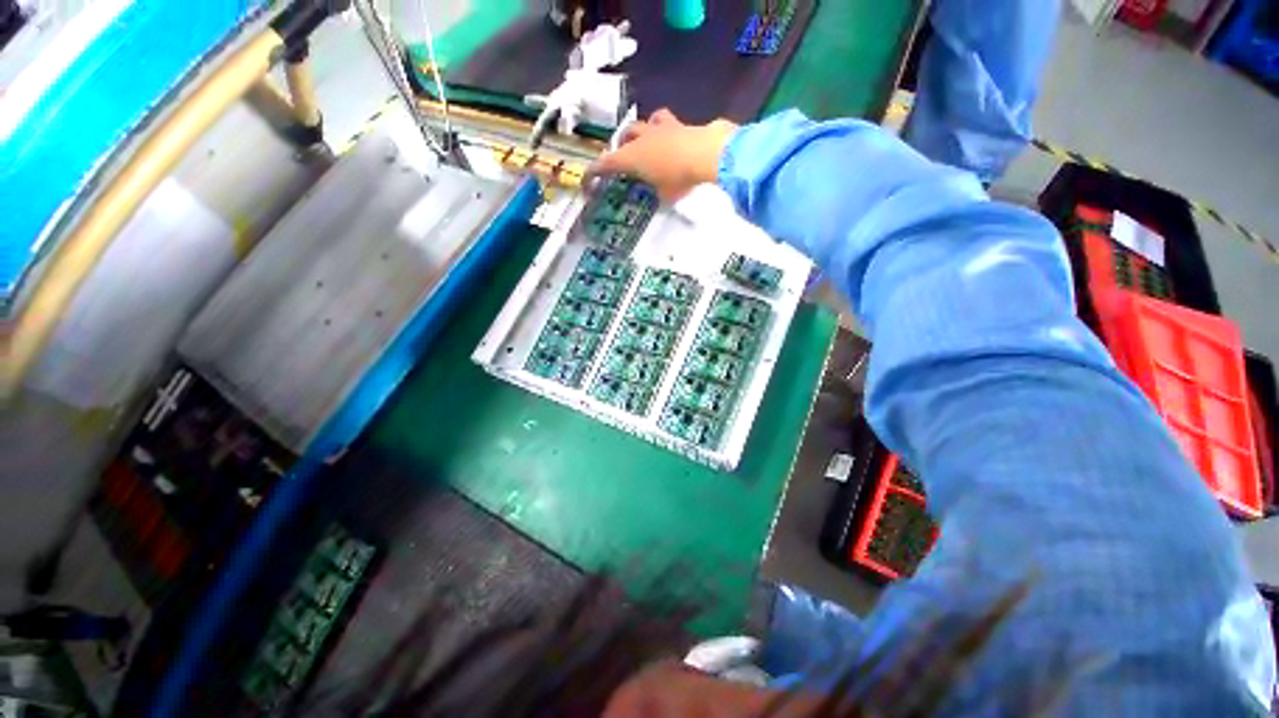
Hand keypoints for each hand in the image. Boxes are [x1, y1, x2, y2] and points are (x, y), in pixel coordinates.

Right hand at [590, 109, 737, 201]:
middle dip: (621, 146)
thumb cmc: (679, 178)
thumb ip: (658, 191)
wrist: (705, 153)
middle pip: (624, 136)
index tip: (587, 179)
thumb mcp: (665, 195)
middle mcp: (642, 139)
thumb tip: (661, 191)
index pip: (605, 163)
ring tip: (645, 142)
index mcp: (631, 157)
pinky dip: (666, 131)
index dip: (594, 172)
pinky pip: (667, 123)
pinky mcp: (679, 124)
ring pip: (643, 123)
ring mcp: (660, 128)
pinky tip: (671, 138)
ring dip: (641, 133)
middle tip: (624, 157)